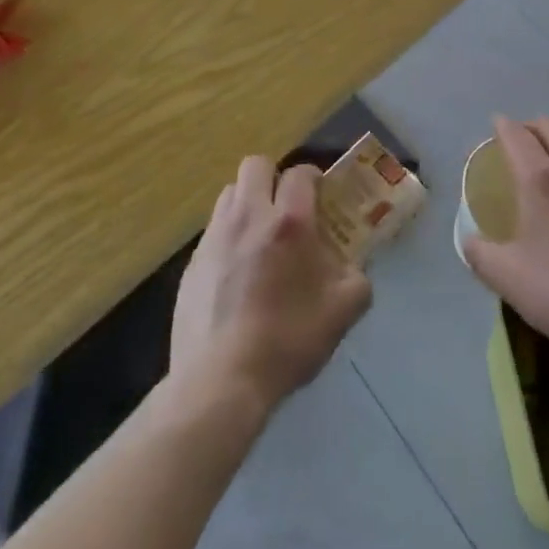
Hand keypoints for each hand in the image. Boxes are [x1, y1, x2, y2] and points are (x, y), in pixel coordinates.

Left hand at [172, 157, 371, 410]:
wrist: (220, 383)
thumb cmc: (286, 342)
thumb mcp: (341, 313)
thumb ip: (356, 281)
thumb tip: (354, 270)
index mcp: (289, 222)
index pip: (300, 173)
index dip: (312, 178)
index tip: (320, 196)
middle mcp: (249, 216)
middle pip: (256, 165)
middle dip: (273, 177)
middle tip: (286, 207)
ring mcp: (215, 237)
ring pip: (230, 193)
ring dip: (248, 202)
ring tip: (260, 235)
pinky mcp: (192, 263)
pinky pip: (213, 230)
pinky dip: (228, 236)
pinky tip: (236, 272)